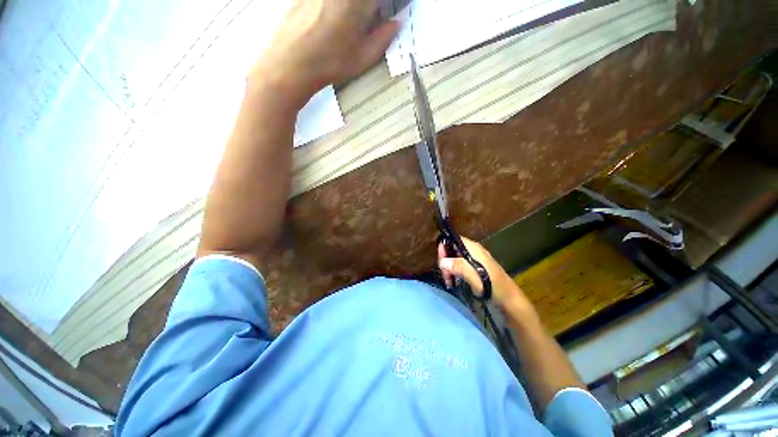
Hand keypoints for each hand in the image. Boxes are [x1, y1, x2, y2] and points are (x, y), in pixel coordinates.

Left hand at [250, 0, 399, 107]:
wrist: (290, 64)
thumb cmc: (330, 64)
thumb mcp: (363, 58)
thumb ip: (383, 38)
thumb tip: (397, 23)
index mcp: (357, 2)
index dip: (381, 6)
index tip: (384, 14)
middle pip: (361, 0)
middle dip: (369, 8)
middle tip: (370, 18)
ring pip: (346, 1)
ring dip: (354, 10)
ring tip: (350, 25)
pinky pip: (328, 1)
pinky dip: (337, 9)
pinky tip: (333, 21)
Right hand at [438, 237, 536, 315]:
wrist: (508, 299)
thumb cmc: (492, 285)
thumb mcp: (474, 276)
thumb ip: (458, 267)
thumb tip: (442, 262)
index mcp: (473, 248)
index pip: (453, 239)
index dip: (444, 247)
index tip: (440, 262)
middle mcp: (472, 250)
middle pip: (452, 249)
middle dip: (445, 260)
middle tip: (445, 276)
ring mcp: (474, 259)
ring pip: (455, 258)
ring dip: (449, 268)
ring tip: (449, 281)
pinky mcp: (474, 267)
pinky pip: (459, 265)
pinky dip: (454, 271)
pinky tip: (454, 281)